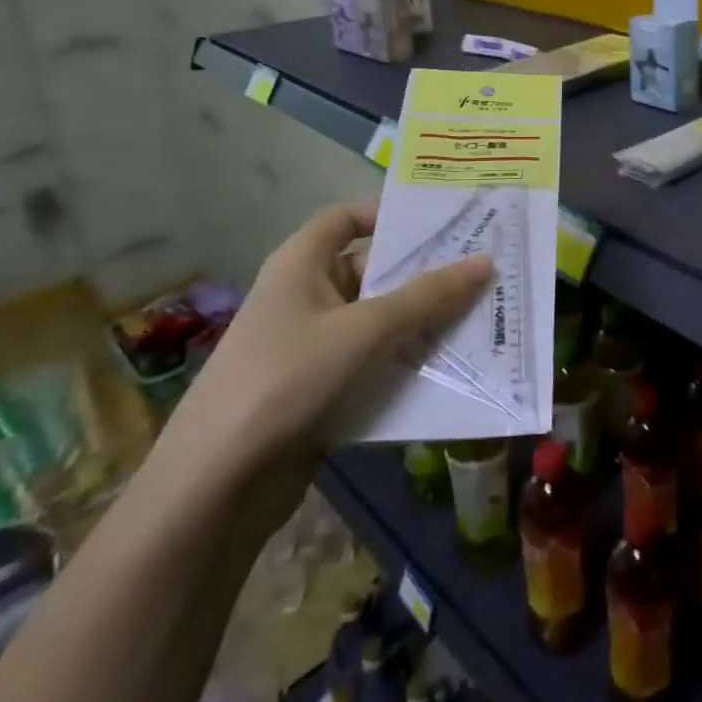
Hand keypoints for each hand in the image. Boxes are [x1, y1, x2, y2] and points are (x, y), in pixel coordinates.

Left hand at [157, 201, 491, 510]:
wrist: (216, 487)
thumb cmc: (287, 380)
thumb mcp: (365, 330)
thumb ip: (428, 296)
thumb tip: (485, 262)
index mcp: (301, 266)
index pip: (345, 218)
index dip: (388, 214)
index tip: (442, 224)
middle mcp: (305, 297)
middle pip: (372, 271)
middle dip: (425, 275)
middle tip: (484, 274)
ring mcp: (311, 347)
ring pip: (379, 321)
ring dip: (423, 323)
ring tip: (481, 319)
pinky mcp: (320, 390)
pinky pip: (374, 362)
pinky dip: (406, 362)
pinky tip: (451, 368)